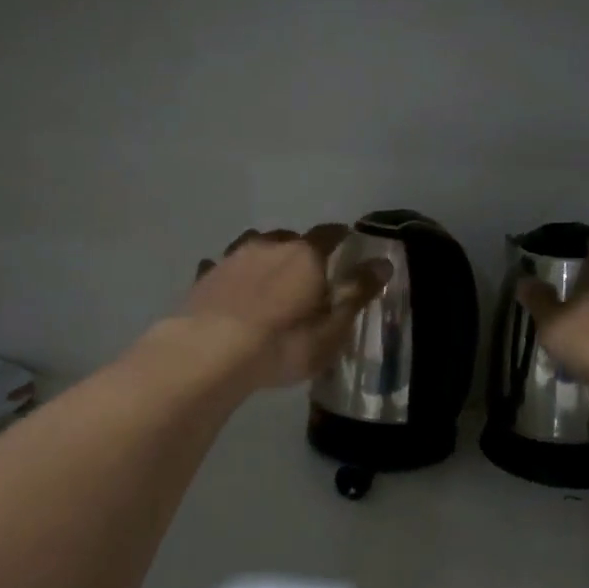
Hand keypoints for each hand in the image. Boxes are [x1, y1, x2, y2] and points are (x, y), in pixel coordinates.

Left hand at [181, 227, 391, 390]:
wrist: (209, 354)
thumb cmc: (283, 344)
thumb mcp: (332, 329)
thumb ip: (358, 293)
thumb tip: (383, 263)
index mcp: (306, 255)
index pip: (330, 233)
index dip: (341, 237)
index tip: (348, 243)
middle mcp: (269, 245)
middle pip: (291, 237)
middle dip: (302, 250)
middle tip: (308, 272)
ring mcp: (232, 257)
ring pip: (254, 245)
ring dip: (265, 255)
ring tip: (269, 276)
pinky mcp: (205, 276)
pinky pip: (221, 266)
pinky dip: (229, 272)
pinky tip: (228, 285)